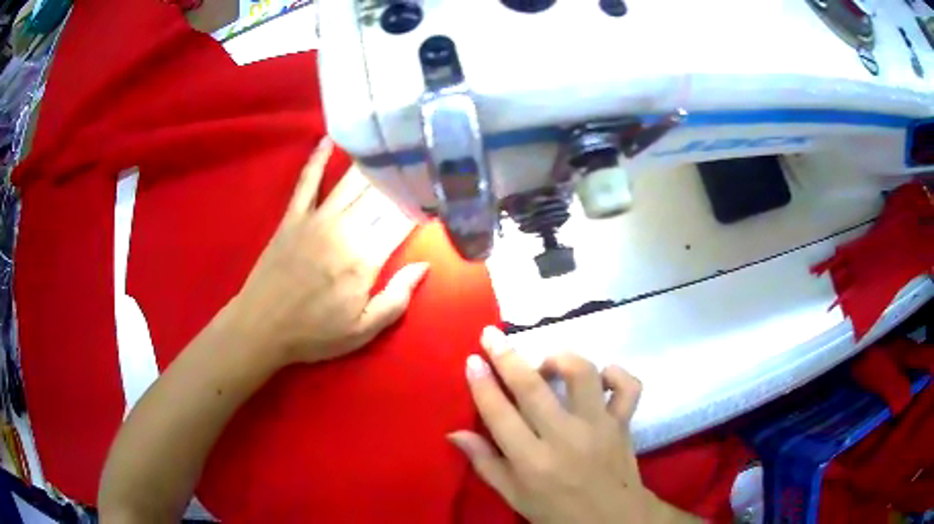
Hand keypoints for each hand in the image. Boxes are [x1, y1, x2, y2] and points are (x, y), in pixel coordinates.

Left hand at [230, 138, 428, 365]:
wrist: (262, 327)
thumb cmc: (315, 333)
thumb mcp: (363, 330)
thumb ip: (397, 298)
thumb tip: (424, 265)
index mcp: (365, 258)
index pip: (402, 219)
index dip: (423, 202)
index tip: (438, 189)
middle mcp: (344, 229)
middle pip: (381, 194)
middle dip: (404, 176)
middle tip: (423, 158)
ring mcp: (315, 218)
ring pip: (351, 181)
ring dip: (373, 162)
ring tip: (392, 143)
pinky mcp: (292, 216)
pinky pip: (307, 181)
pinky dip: (318, 159)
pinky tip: (329, 139)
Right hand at [449, 327, 697, 523]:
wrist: (613, 520)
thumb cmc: (557, 512)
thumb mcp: (515, 496)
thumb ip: (485, 463)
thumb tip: (454, 433)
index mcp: (532, 462)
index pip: (499, 414)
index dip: (482, 384)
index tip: (471, 359)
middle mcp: (565, 438)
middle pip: (532, 387)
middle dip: (507, 356)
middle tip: (491, 335)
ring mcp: (599, 426)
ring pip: (582, 375)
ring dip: (560, 359)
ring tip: (546, 363)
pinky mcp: (624, 422)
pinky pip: (628, 386)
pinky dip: (616, 374)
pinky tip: (600, 377)